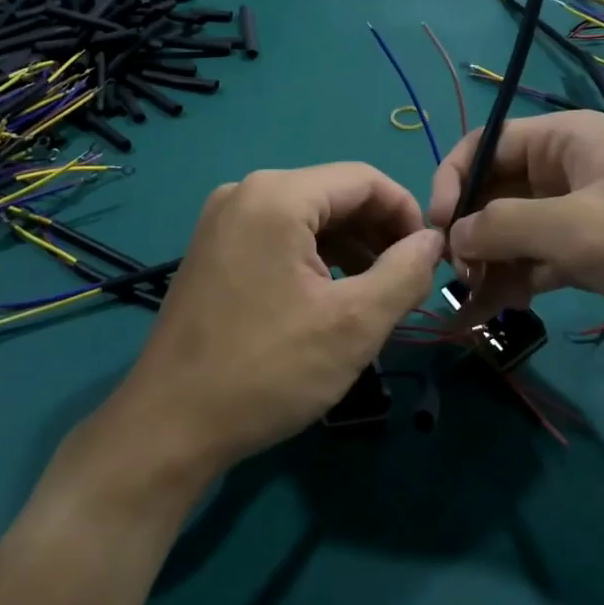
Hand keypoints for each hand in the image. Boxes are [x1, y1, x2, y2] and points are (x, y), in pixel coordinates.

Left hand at [108, 164, 443, 481]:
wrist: (170, 425)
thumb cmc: (268, 371)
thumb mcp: (353, 324)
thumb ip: (405, 272)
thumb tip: (433, 240)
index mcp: (277, 195)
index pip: (365, 179)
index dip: (407, 213)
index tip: (430, 259)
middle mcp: (246, 192)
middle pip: (334, 194)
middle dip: (378, 233)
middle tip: (407, 282)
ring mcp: (223, 220)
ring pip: (307, 217)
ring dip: (350, 247)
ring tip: (375, 294)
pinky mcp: (213, 248)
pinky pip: (279, 235)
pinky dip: (314, 258)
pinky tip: (331, 296)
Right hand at [427, 112, 603, 368]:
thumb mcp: (577, 228)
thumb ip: (503, 226)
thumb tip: (449, 237)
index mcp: (565, 140)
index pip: (485, 144)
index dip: (451, 179)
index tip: (435, 227)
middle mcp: (565, 169)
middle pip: (492, 189)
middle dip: (467, 227)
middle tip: (453, 273)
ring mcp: (575, 214)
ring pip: (508, 229)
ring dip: (484, 260)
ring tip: (466, 299)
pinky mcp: (586, 255)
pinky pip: (531, 260)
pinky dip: (509, 281)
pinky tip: (489, 309)